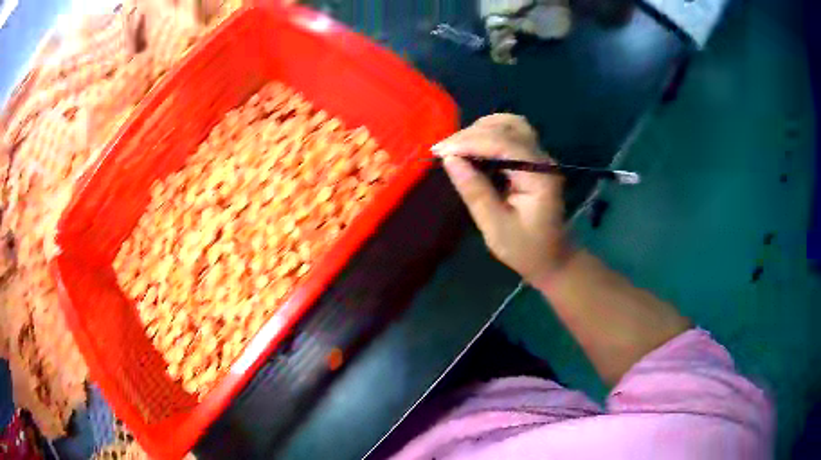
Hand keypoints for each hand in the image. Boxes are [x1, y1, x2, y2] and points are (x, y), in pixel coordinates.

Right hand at [434, 114, 571, 283]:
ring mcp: (540, 157)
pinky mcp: (533, 159)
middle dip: (471, 134)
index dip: (469, 142)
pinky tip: (472, 148)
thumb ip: (475, 192)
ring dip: (480, 130)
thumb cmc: (526, 250)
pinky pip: (511, 134)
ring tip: (455, 148)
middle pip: (507, 126)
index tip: (439, 151)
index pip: (503, 143)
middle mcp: (543, 159)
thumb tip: (450, 160)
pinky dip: (488, 135)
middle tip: (443, 151)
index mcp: (539, 176)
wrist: (554, 258)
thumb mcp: (496, 228)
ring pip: (510, 124)